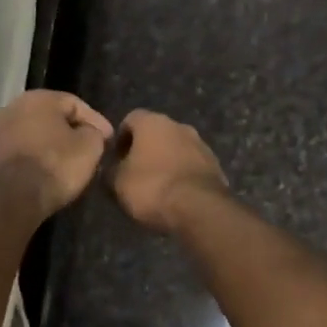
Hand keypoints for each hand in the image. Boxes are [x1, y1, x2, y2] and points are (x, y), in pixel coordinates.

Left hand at [0, 91, 114, 218]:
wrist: (10, 198)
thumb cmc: (55, 165)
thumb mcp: (89, 147)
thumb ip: (93, 133)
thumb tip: (89, 133)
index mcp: (38, 98)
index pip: (75, 103)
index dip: (96, 121)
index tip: (108, 140)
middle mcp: (12, 108)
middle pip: (49, 118)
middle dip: (69, 132)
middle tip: (87, 150)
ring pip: (30, 136)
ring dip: (47, 147)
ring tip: (64, 165)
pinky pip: (16, 155)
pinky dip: (30, 161)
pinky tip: (41, 176)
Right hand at [109, 110, 228, 234]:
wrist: (199, 208)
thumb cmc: (151, 187)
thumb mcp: (117, 182)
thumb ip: (110, 171)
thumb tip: (111, 169)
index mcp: (153, 122)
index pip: (131, 119)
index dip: (121, 138)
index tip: (116, 158)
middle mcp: (179, 126)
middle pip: (157, 132)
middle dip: (145, 149)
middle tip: (135, 172)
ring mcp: (201, 145)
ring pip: (177, 148)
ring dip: (166, 161)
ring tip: (157, 186)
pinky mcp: (215, 165)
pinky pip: (192, 165)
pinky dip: (183, 174)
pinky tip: (176, 194)